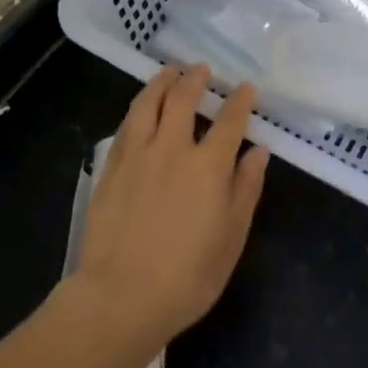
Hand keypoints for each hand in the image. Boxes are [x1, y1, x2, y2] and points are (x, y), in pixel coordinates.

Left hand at [73, 64, 268, 352]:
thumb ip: (246, 189)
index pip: (229, 121)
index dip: (239, 100)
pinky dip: (137, 109)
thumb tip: (258, 151)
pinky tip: (140, 108)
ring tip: (169, 72)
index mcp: (208, 167)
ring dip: (161, 83)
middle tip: (201, 69)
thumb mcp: (231, 238)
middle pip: (182, 100)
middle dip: (195, 79)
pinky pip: (125, 127)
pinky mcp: (110, 170)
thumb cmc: (188, 276)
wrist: (120, 297)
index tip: (245, 87)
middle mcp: (172, 150)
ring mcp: (137, 157)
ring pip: (147, 105)